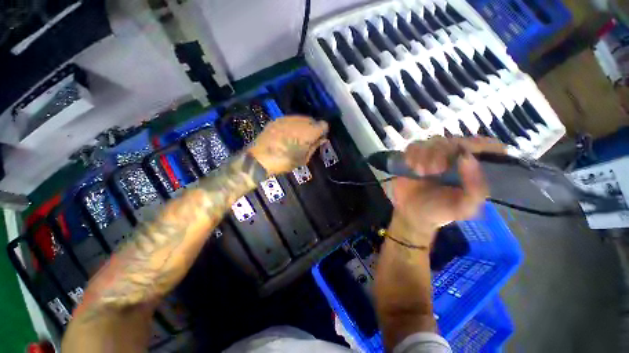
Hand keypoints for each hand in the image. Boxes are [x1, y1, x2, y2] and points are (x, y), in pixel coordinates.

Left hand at [248, 116, 328, 174]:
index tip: (320, 138)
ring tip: (297, 137)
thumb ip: (314, 147)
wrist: (259, 158)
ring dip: (303, 126)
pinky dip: (293, 125)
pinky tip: (288, 134)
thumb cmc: (284, 162)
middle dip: (314, 128)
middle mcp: (299, 122)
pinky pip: (290, 119)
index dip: (323, 131)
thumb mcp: (303, 159)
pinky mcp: (278, 119)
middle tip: (309, 139)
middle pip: (313, 120)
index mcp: (308, 133)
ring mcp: (287, 119)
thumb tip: (322, 139)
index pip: (323, 124)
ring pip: (302, 118)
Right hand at [390, 137, 504, 246]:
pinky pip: (414, 146)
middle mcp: (456, 158)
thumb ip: (475, 189)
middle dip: (444, 153)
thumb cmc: (439, 212)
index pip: (488, 146)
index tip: (465, 155)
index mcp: (474, 169)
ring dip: (426, 156)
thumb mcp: (464, 208)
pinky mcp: (414, 156)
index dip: (481, 145)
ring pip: (434, 141)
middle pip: (456, 140)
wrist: (411, 213)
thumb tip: (467, 158)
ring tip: (421, 173)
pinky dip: (412, 155)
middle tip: (435, 170)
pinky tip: (411, 167)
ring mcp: (434, 156)